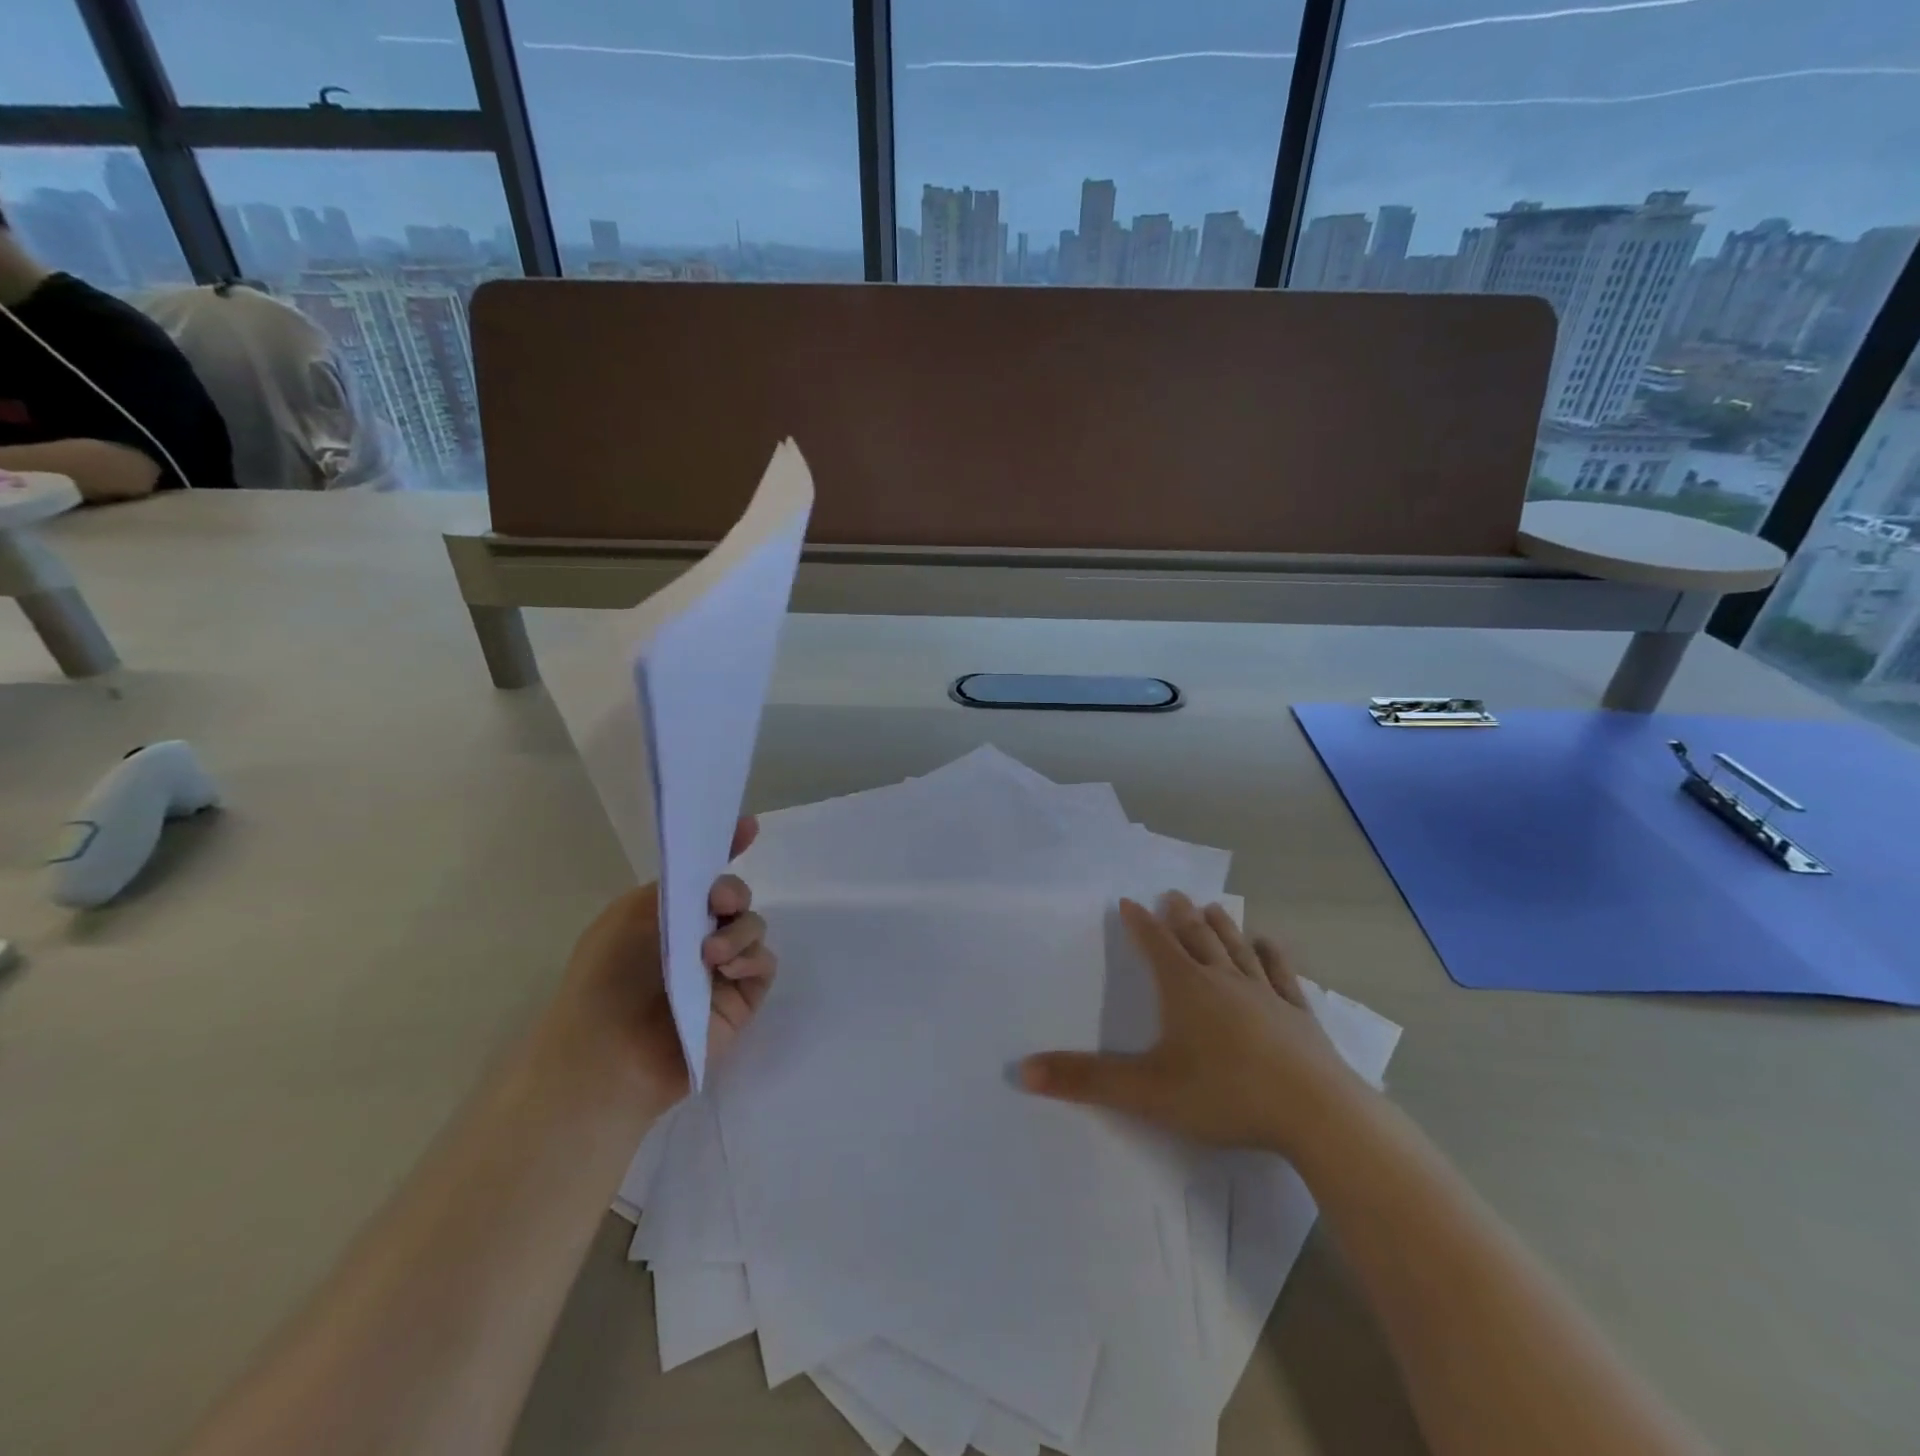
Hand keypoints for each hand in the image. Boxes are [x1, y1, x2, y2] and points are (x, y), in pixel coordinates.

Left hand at [548, 817, 776, 1112]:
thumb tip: (712, 869)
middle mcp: (697, 937)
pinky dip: (750, 959)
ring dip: (738, 931)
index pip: (705, 877)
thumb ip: (676, 885)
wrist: (607, 1053)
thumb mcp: (630, 914)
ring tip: (711, 956)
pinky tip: (726, 972)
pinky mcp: (741, 999)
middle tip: (717, 904)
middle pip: (736, 898)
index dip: (729, 849)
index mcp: (668, 915)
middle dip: (733, 892)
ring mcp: (721, 970)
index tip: (749, 827)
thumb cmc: (606, 978)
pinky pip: (764, 963)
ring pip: (754, 927)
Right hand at [1020, 892, 1367, 1156]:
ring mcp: (1266, 995)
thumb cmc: (1225, 1095)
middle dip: (1180, 916)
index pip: (1156, 946)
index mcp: (1186, 989)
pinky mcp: (1299, 1015)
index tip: (1130, 902)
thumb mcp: (1147, 1092)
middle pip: (1197, 938)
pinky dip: (1272, 955)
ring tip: (1212, 906)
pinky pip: (1281, 975)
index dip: (1140, 924)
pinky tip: (1270, 943)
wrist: (1316, 1113)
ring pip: (1237, 949)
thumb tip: (1023, 1070)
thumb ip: (1086, 1081)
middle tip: (1173, 894)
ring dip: (1222, 926)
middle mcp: (1224, 981)